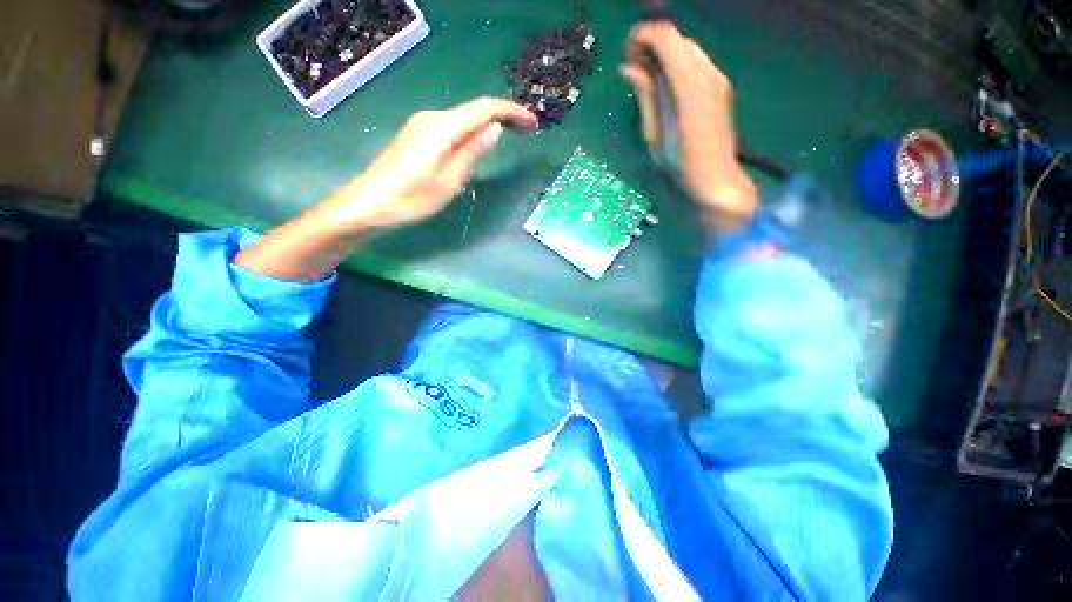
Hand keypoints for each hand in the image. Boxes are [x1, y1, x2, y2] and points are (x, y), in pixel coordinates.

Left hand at [323, 97, 537, 232]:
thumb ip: (472, 152)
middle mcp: (432, 118)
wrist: (369, 204)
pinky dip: (471, 133)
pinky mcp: (417, 136)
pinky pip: (452, 129)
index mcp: (442, 128)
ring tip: (509, 138)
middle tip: (526, 132)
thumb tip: (494, 129)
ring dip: (488, 126)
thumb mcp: (449, 181)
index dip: (511, 112)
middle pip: (474, 111)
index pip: (484, 109)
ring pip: (463, 120)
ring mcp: (422, 125)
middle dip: (503, 117)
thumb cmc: (411, 199)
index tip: (532, 124)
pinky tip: (479, 145)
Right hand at [620, 23, 756, 233]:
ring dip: (663, 53)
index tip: (627, 57)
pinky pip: (695, 61)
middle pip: (676, 37)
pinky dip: (676, 63)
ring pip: (686, 47)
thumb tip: (628, 68)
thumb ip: (645, 95)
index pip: (665, 37)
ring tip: (647, 78)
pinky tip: (666, 85)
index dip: (641, 37)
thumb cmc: (679, 165)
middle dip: (651, 44)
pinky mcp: (720, 84)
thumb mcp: (654, 134)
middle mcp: (707, 73)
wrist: (716, 178)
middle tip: (634, 70)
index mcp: (688, 87)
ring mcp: (717, 77)